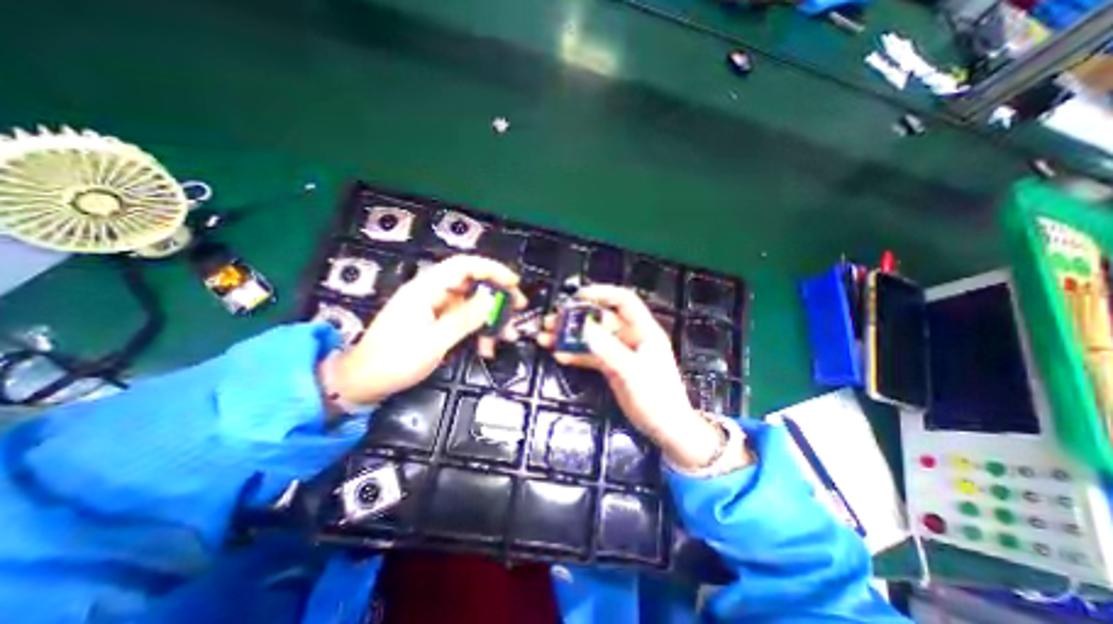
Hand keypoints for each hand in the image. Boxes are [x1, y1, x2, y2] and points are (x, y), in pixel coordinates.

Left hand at [323, 252, 527, 403]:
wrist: (365, 382)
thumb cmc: (394, 361)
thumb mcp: (434, 342)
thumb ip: (464, 318)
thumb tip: (491, 299)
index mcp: (426, 289)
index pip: (463, 266)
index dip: (491, 269)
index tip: (513, 282)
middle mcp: (432, 293)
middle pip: (472, 283)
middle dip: (497, 295)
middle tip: (518, 307)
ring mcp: (435, 308)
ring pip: (472, 304)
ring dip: (491, 318)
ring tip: (507, 335)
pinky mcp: (437, 322)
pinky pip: (464, 320)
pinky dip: (478, 330)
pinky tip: (487, 347)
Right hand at [540, 285, 732, 471]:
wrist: (666, 428)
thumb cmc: (657, 397)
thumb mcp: (633, 372)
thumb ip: (609, 349)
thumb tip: (584, 328)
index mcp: (643, 330)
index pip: (624, 301)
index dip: (602, 293)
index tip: (577, 296)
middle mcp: (631, 337)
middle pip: (601, 319)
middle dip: (576, 318)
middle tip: (552, 321)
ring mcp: (620, 352)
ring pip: (592, 337)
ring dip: (571, 336)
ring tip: (546, 338)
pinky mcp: (612, 367)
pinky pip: (591, 355)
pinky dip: (576, 354)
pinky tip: (559, 356)